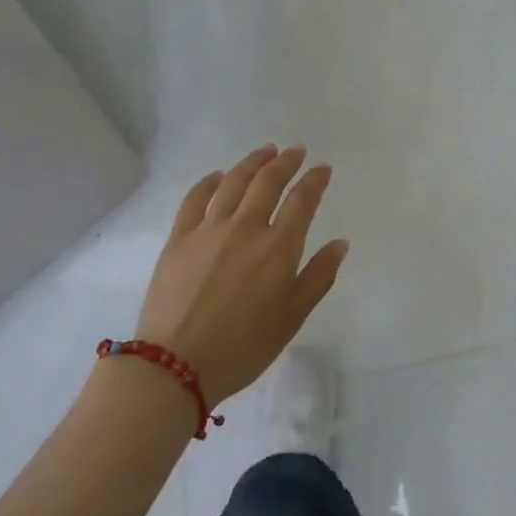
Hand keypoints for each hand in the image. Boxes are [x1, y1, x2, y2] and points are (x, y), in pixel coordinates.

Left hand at [133, 145, 347, 403]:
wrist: (176, 364)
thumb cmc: (244, 346)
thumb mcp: (292, 318)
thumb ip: (318, 276)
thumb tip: (340, 243)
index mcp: (278, 248)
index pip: (301, 201)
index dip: (314, 181)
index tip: (322, 168)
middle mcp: (245, 228)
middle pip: (267, 182)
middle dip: (285, 162)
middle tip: (296, 151)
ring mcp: (209, 229)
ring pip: (233, 182)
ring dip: (252, 163)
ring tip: (265, 151)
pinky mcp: (179, 238)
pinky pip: (195, 198)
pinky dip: (209, 181)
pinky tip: (218, 176)